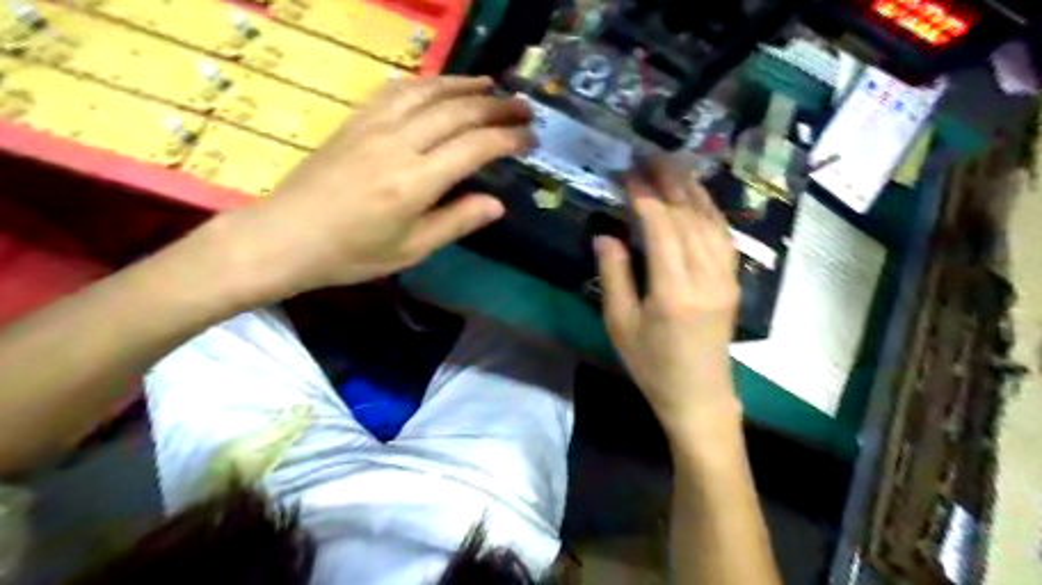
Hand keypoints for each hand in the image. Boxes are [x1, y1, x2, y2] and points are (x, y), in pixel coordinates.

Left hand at [225, 73, 531, 296]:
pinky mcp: (355, 121)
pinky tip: (439, 85)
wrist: (285, 237)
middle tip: (523, 107)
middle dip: (496, 107)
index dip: (507, 139)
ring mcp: (373, 127)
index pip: (474, 148)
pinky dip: (425, 83)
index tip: (530, 138)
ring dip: (464, 85)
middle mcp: (398, 144)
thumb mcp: (410, 250)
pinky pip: (396, 90)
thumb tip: (497, 204)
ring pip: (428, 93)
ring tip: (491, 86)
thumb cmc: (351, 253)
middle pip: (456, 112)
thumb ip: (456, 222)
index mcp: (415, 182)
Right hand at [594, 157, 740, 432]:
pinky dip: (710, 211)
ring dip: (690, 190)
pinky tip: (697, 198)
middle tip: (649, 156)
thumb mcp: (620, 325)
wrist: (699, 396)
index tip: (628, 173)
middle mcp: (705, 278)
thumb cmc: (652, 365)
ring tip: (671, 166)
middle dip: (668, 182)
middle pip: (688, 217)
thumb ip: (614, 276)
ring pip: (710, 222)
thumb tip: (606, 235)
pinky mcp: (733, 282)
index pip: (661, 227)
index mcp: (673, 292)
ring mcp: (725, 278)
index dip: (645, 196)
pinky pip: (723, 236)